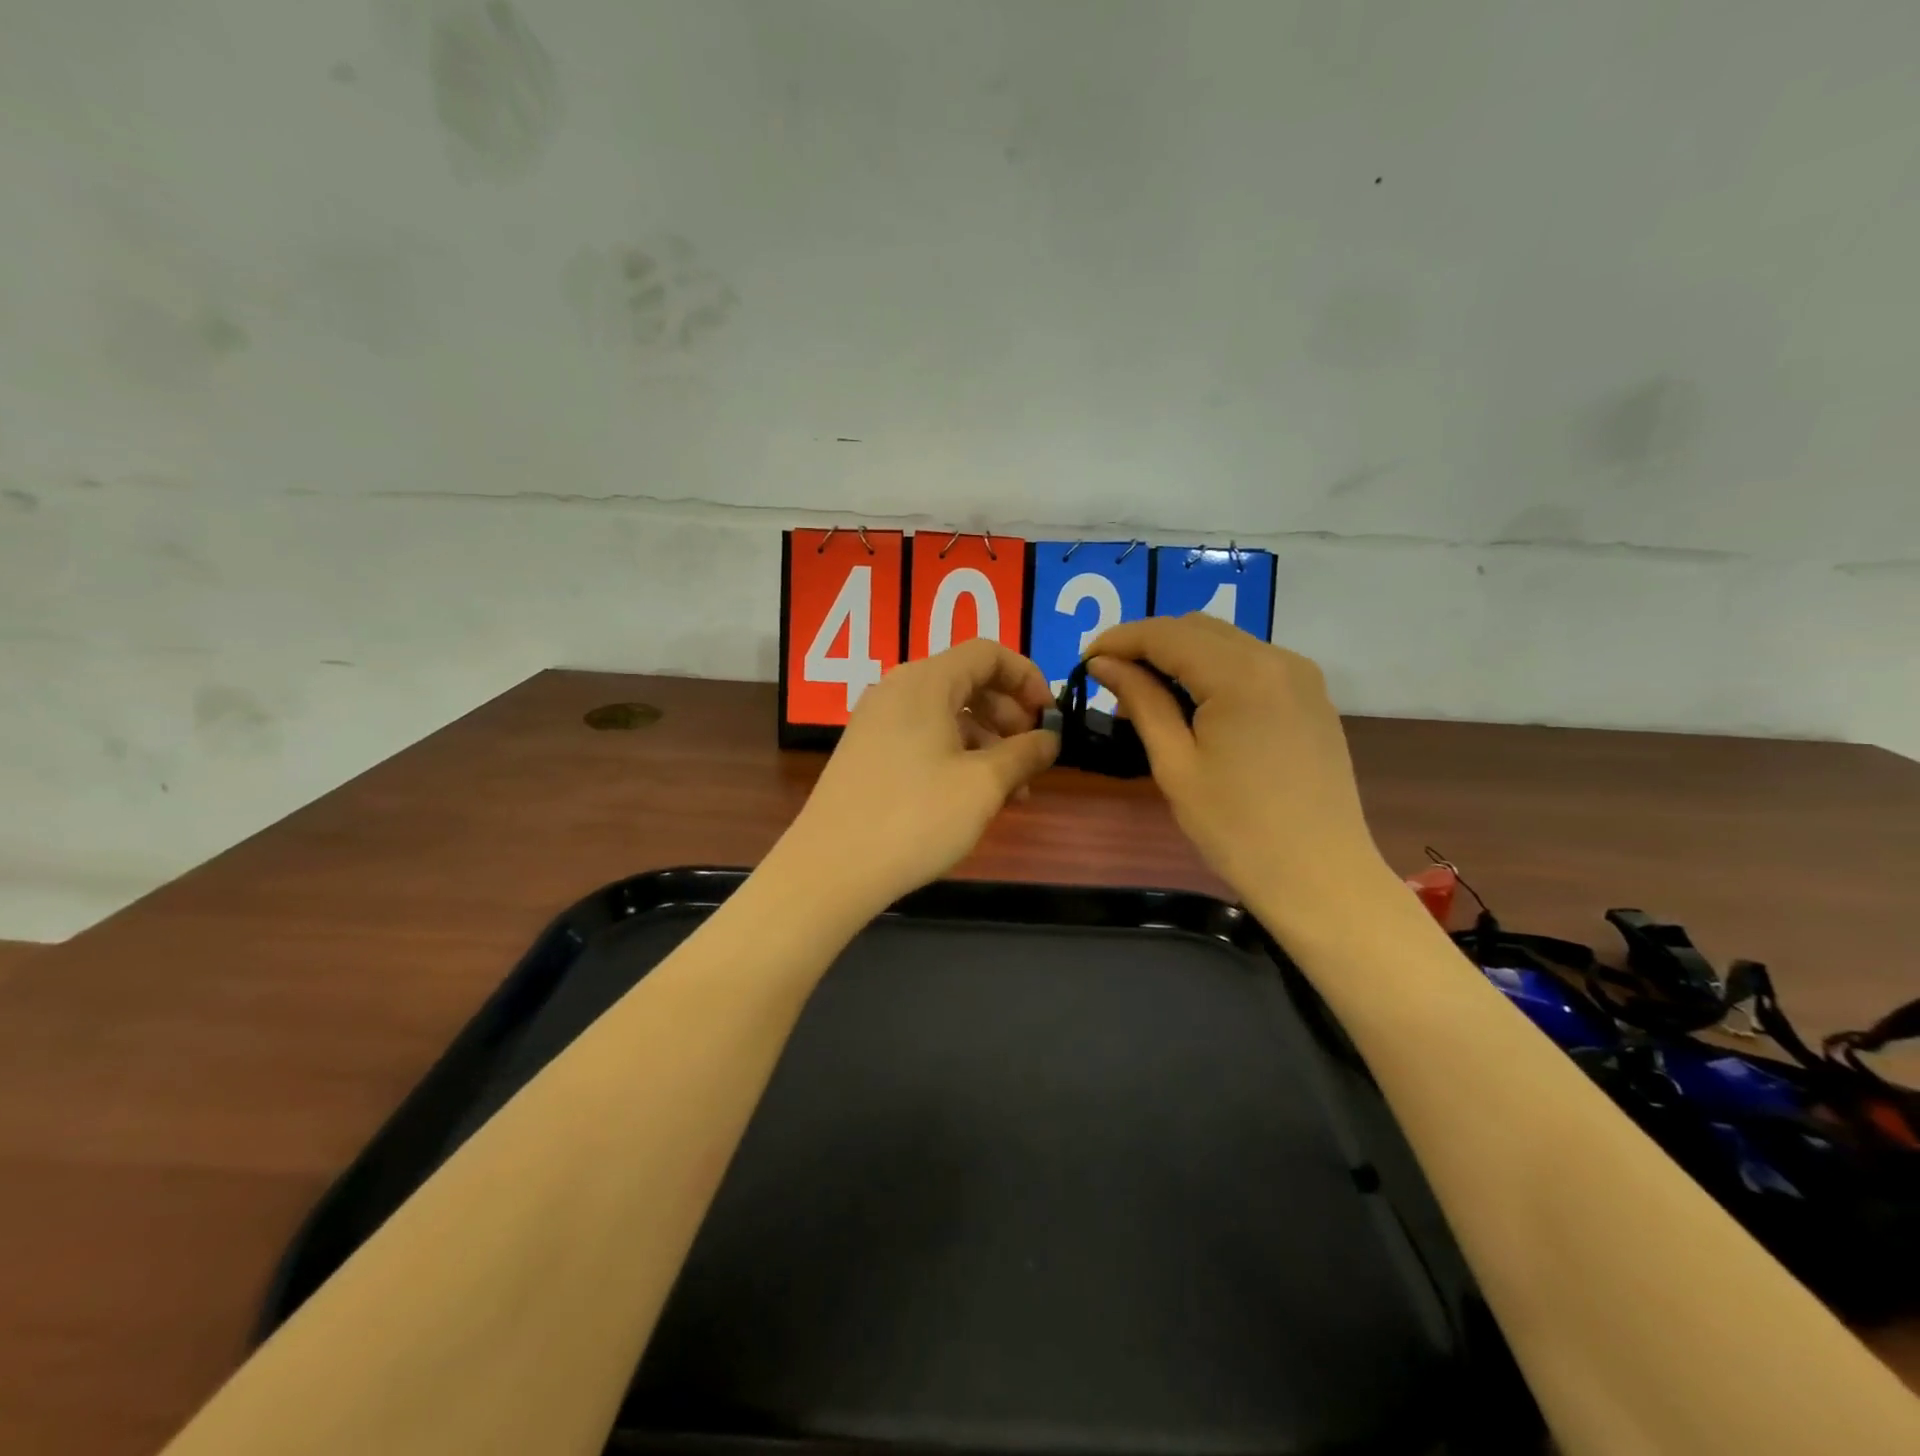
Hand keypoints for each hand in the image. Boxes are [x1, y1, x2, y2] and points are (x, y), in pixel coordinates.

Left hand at [778, 638, 1059, 917]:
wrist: (830, 869)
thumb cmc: (915, 818)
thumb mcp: (983, 785)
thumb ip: (1024, 754)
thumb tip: (1050, 739)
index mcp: (925, 682)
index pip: (987, 653)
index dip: (1027, 677)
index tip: (1049, 716)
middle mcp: (897, 690)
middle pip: (967, 681)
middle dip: (1009, 715)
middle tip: (1032, 757)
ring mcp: (877, 721)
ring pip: (947, 714)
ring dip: (986, 742)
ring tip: (1012, 791)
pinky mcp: (867, 752)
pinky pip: (923, 736)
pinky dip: (956, 755)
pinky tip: (972, 797)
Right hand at [1086, 615, 1391, 931]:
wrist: (1320, 878)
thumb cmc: (1236, 829)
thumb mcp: (1176, 765)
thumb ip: (1141, 702)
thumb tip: (1104, 663)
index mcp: (1242, 674)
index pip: (1166, 634)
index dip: (1119, 640)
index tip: (1085, 661)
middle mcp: (1277, 659)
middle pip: (1197, 628)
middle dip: (1148, 645)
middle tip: (1111, 681)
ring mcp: (1301, 676)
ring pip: (1225, 642)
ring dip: (1180, 656)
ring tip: (1146, 695)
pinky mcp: (1311, 696)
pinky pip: (1251, 663)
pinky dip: (1213, 670)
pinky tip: (1193, 704)